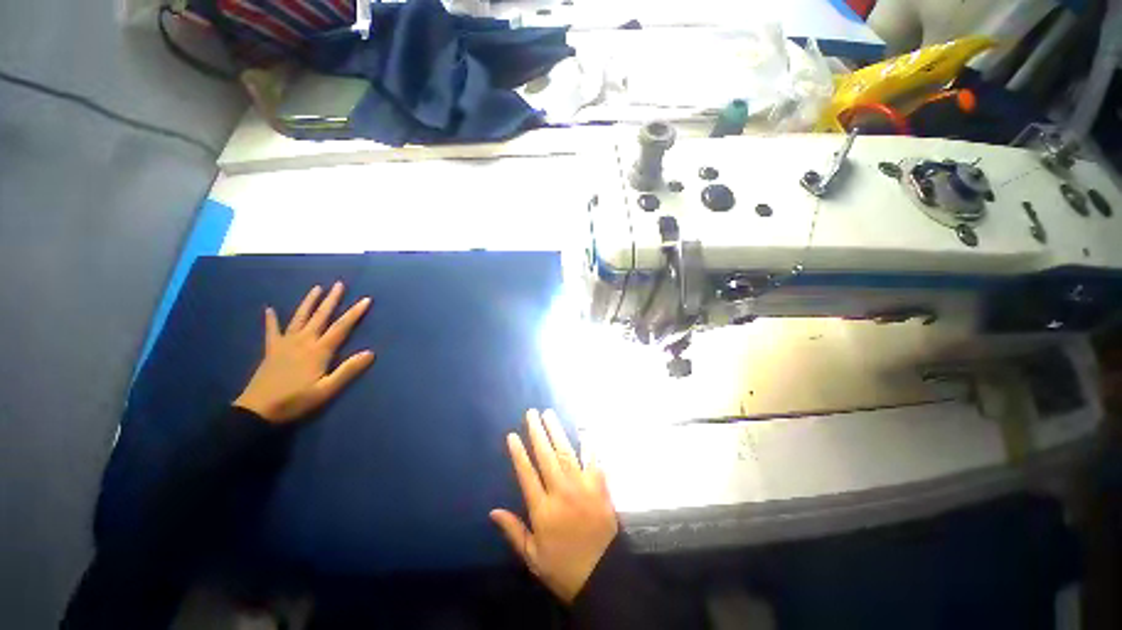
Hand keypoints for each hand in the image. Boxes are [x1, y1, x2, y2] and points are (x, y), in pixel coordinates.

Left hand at [234, 282, 374, 422]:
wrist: (257, 411)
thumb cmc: (296, 401)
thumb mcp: (327, 390)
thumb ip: (348, 370)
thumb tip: (371, 352)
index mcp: (319, 351)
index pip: (341, 327)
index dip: (355, 313)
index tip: (366, 299)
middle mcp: (303, 341)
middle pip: (320, 317)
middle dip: (331, 300)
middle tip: (339, 284)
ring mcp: (285, 344)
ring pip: (299, 318)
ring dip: (309, 302)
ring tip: (316, 288)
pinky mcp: (271, 350)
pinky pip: (271, 331)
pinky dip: (271, 319)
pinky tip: (269, 309)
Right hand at [490, 409, 618, 602]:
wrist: (602, 575)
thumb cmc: (563, 567)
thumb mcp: (532, 556)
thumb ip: (513, 531)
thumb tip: (492, 511)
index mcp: (542, 509)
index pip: (526, 474)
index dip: (518, 453)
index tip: (512, 435)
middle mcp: (561, 492)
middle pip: (546, 456)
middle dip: (537, 432)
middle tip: (531, 413)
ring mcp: (582, 486)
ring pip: (566, 452)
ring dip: (556, 431)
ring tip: (549, 414)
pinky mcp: (599, 486)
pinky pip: (593, 459)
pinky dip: (588, 443)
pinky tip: (582, 428)